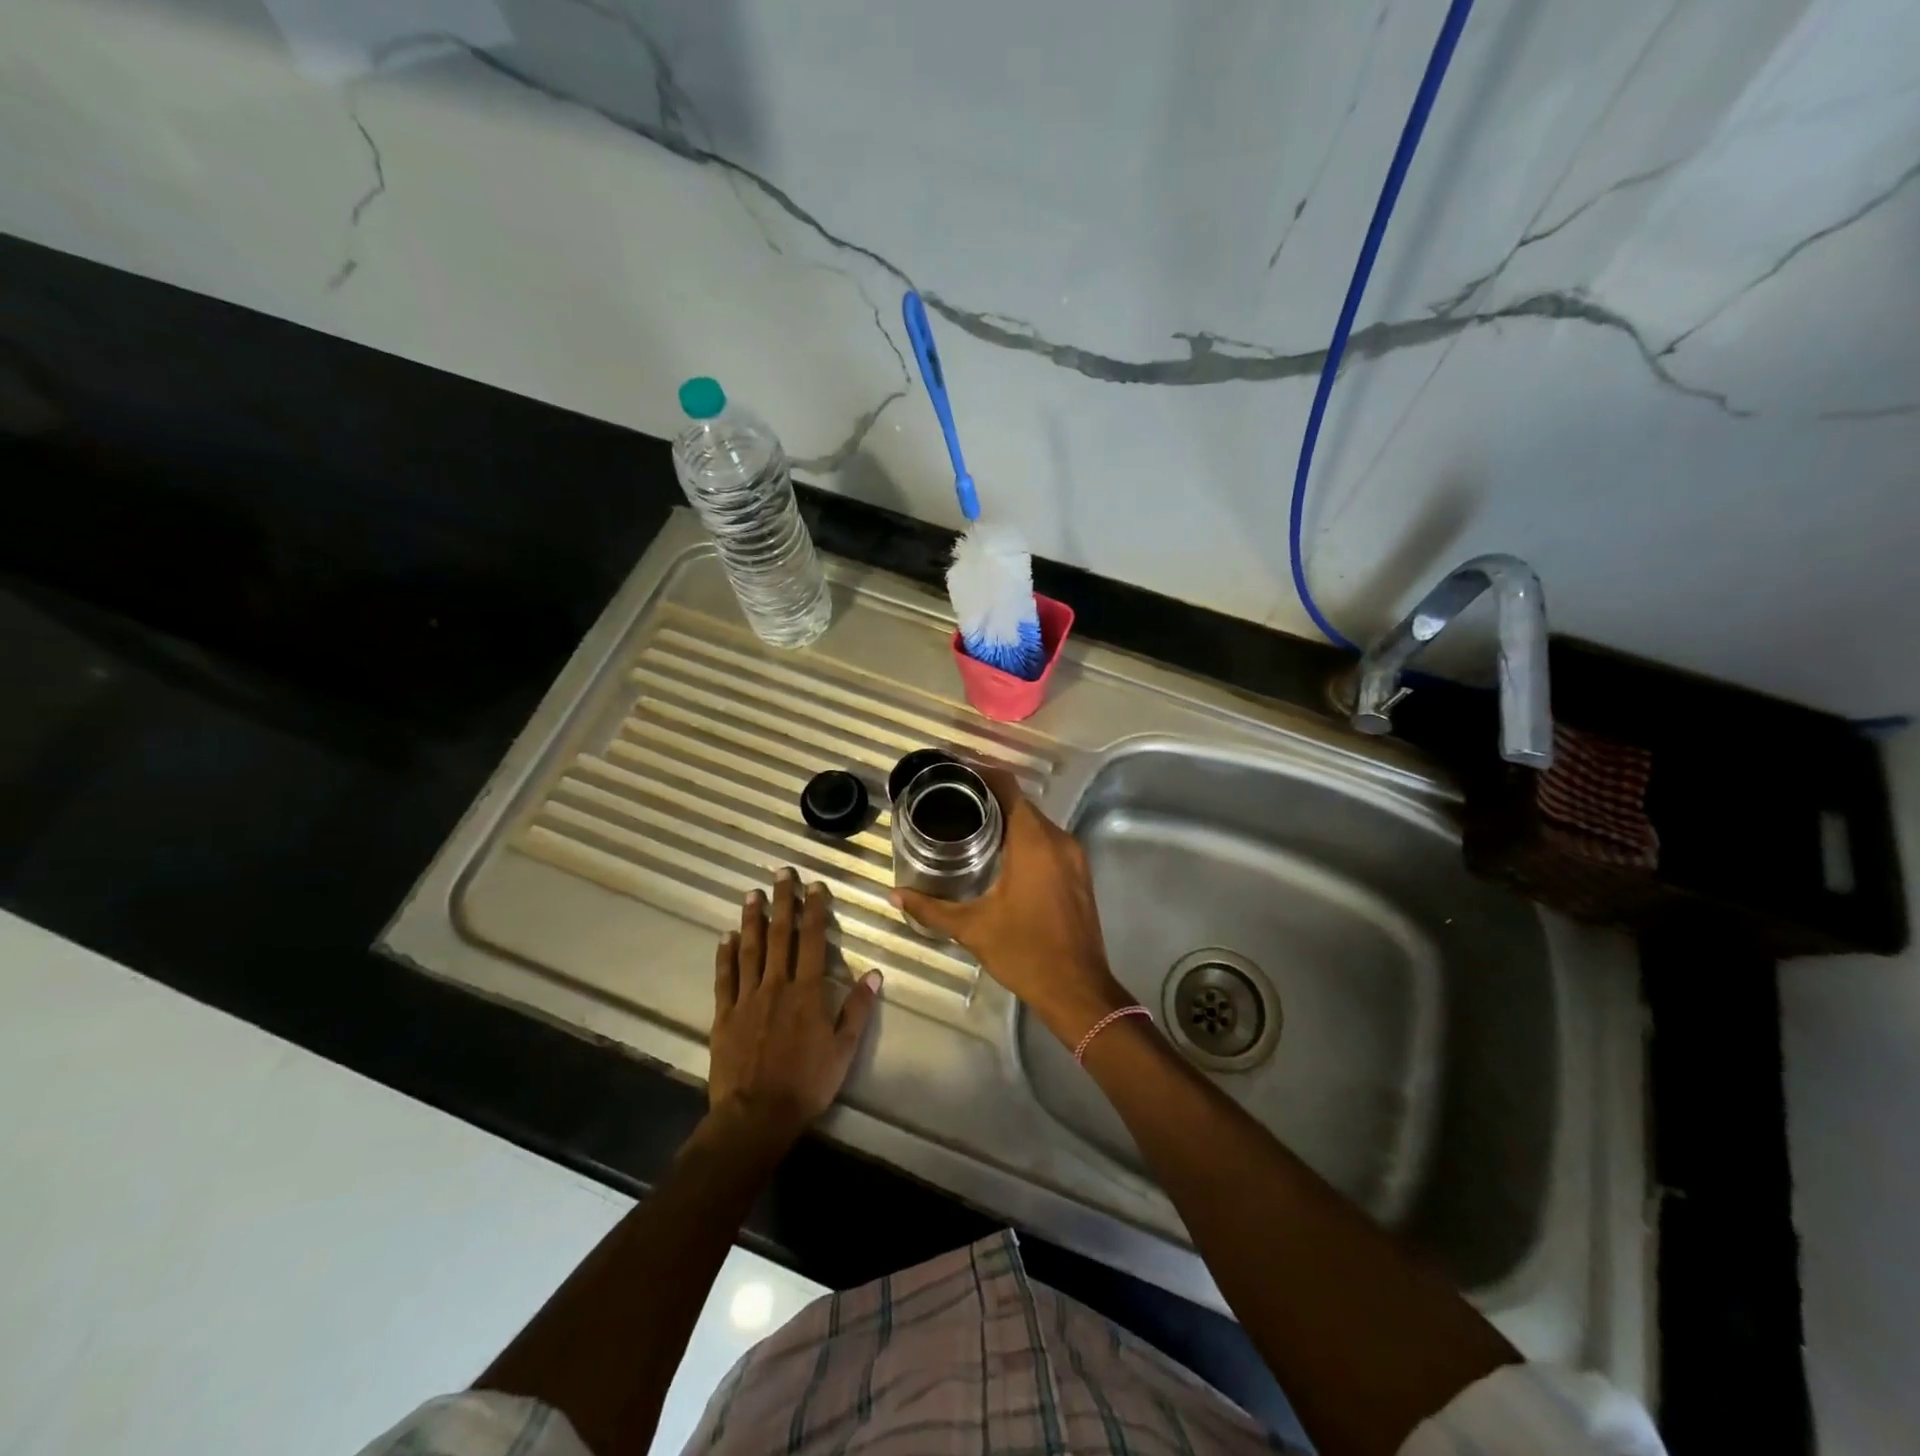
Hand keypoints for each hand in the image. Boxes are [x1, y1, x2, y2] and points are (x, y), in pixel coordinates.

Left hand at [709, 870, 881, 1142]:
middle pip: (780, 935)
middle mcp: (777, 985)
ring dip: (752, 920)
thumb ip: (857, 1009)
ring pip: (750, 950)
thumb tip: (875, 973)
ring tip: (752, 894)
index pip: (812, 940)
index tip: (814, 886)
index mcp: (807, 991)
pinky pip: (725, 978)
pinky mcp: (725, 1015)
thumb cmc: (807, 1083)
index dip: (814, 910)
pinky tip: (726, 937)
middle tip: (781, 873)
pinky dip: (726, 955)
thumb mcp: (844, 1049)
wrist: (756, 1115)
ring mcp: (747, 998)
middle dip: (782, 902)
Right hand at [891, 769, 1129, 1045]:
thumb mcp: (972, 928)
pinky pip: (1049, 841)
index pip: (1008, 787)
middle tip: (953, 803)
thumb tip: (895, 894)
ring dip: (1008, 819)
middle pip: (1022, 803)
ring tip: (971, 825)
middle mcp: (1058, 839)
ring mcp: (1074, 856)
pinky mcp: (1080, 872)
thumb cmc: (1025, 952)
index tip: (954, 774)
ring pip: (1037, 822)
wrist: (1078, 989)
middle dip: (990, 798)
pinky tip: (1001, 854)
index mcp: (1033, 842)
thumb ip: (931, 907)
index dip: (982, 774)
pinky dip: (1025, 838)